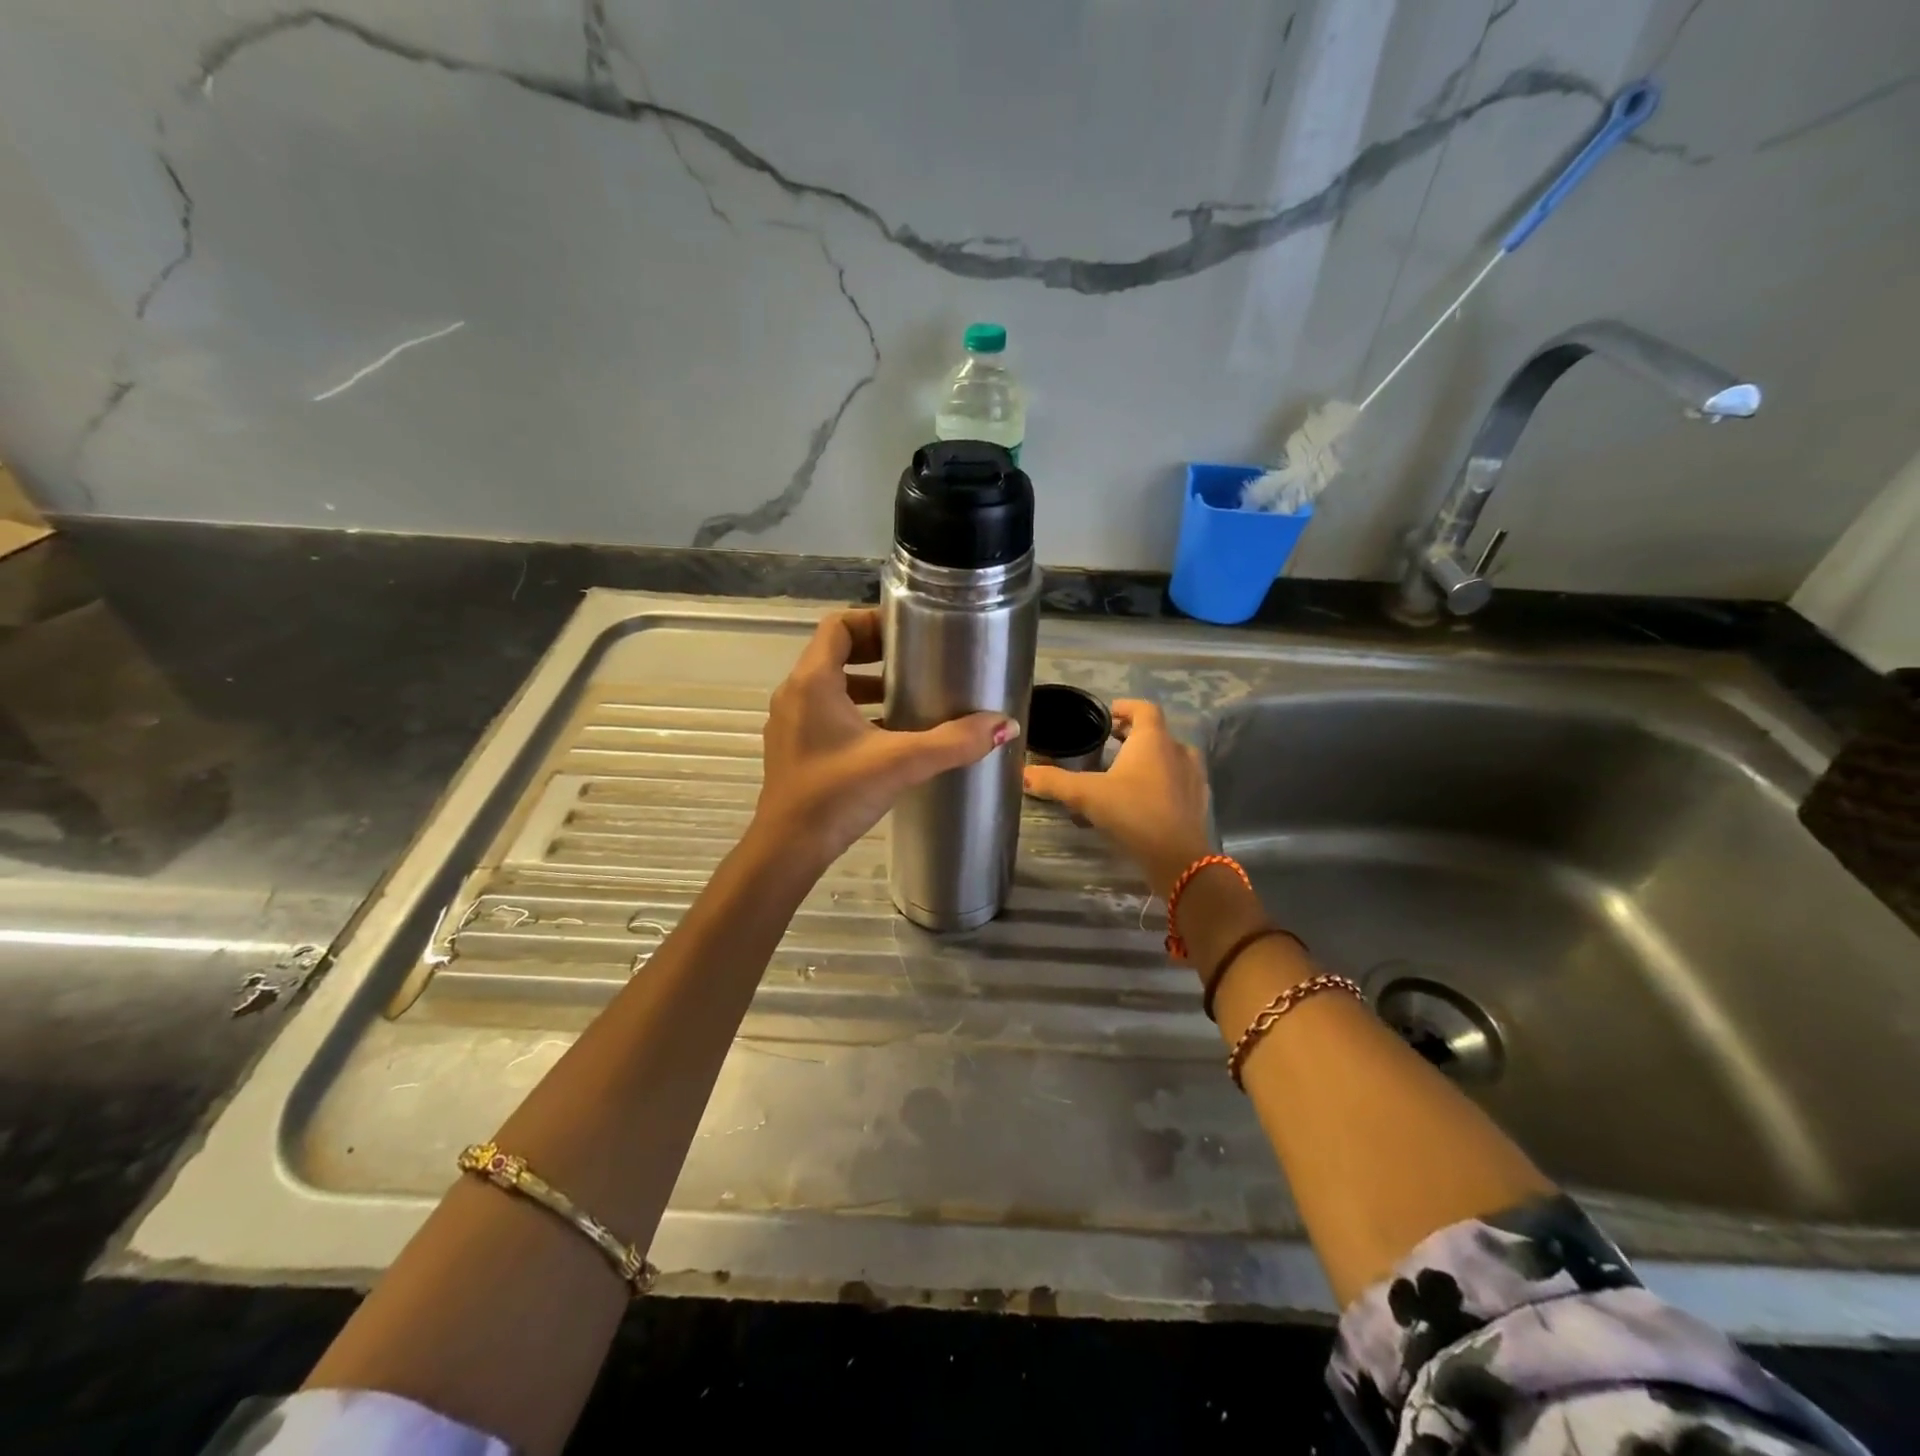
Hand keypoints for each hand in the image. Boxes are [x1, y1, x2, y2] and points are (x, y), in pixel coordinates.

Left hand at [751, 608, 1017, 874]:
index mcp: (812, 682)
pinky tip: (889, 736)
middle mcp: (794, 695)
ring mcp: (790, 724)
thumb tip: (1005, 724)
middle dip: (876, 653)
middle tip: (917, 660)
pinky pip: (825, 714)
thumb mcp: (901, 763)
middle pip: (834, 653)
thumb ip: (954, 741)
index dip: (873, 621)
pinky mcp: (793, 749)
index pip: (837, 626)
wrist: (787, 850)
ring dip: (867, 685)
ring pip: (830, 687)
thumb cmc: (837, 795)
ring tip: (909, 697)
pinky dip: (855, 713)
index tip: (909, 631)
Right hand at [1023, 698, 1210, 894]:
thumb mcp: (1085, 795)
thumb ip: (1054, 781)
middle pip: (1156, 732)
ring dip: (1149, 758)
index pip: (1144, 709)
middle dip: (1132, 734)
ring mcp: (1193, 776)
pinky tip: (1144, 799)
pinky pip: (1178, 781)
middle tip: (1109, 742)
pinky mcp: (1198, 801)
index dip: (1126, 707)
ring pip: (1170, 757)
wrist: (1177, 857)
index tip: (1108, 714)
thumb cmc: (1132, 812)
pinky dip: (1162, 781)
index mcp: (1153, 739)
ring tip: (1124, 771)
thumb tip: (1022, 773)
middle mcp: (1177, 750)